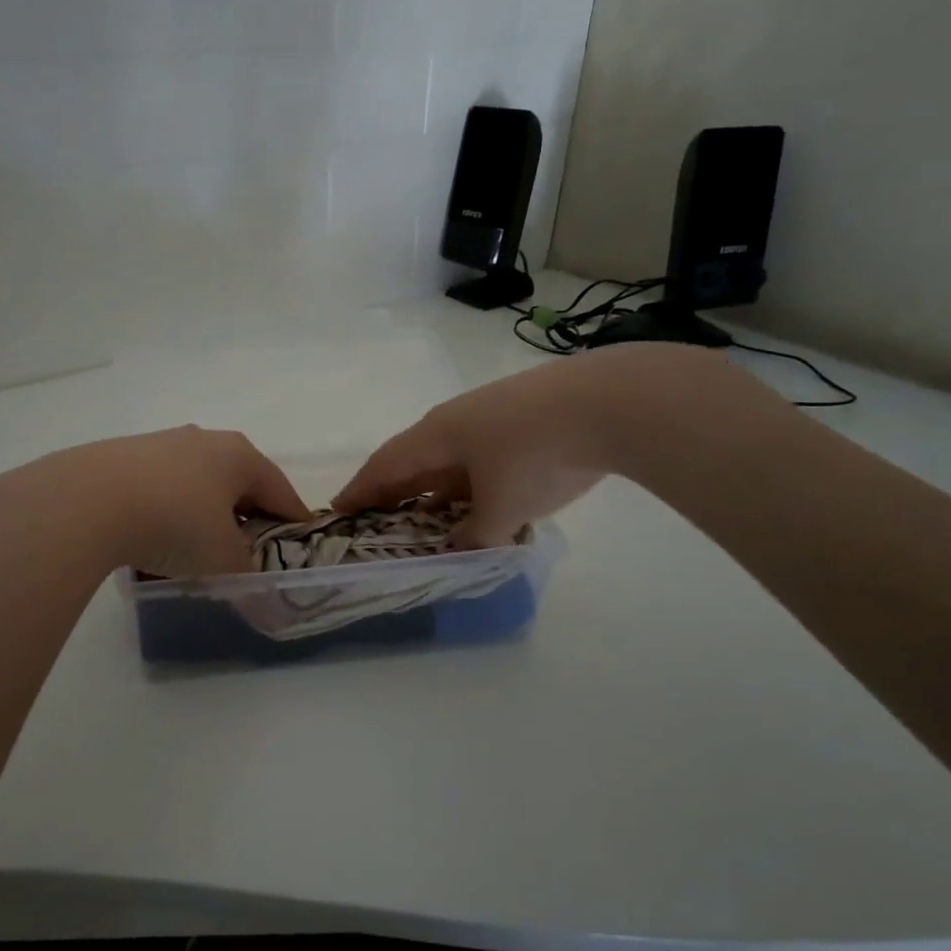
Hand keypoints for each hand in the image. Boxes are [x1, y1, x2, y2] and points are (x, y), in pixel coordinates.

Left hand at [0, 426, 310, 578]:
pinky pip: (159, 487)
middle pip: (238, 481)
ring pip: (196, 482)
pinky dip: (166, 511)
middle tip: (248, 549)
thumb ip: (249, 581)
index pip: (280, 490)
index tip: (301, 543)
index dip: (294, 520)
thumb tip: (266, 605)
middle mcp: (203, 440)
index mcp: (239, 455)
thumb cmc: (176, 522)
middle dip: (246, 514)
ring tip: (196, 548)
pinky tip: (153, 539)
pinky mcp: (122, 455)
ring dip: (203, 513)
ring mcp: (160, 443)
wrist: (87, 500)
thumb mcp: (223, 560)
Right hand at [334, 345, 729, 548]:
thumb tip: (460, 548)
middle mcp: (455, 420)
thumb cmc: (539, 455)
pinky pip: (479, 453)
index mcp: (436, 435)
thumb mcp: (502, 509)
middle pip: (413, 458)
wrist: (612, 401)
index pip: (384, 466)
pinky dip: (469, 480)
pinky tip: (482, 497)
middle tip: (379, 518)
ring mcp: (491, 413)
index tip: (338, 511)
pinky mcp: (524, 415)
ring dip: (436, 487)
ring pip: (449, 456)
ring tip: (430, 517)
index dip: (360, 491)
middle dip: (394, 490)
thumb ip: (475, 536)